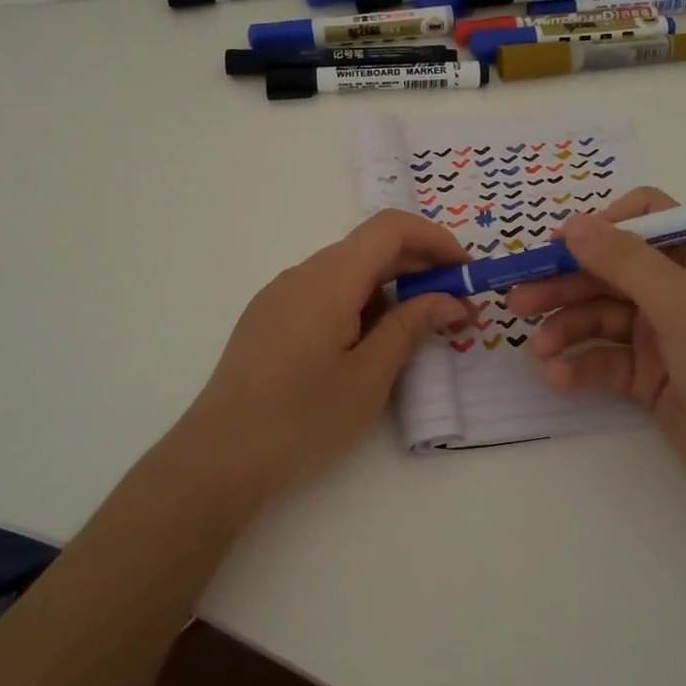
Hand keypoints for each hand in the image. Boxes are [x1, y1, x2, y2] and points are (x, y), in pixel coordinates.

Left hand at [173, 210, 470, 504]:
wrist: (220, 457)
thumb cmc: (303, 417)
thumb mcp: (369, 376)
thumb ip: (411, 327)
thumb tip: (449, 301)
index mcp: (329, 278)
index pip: (390, 229)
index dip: (434, 240)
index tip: (465, 272)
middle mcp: (301, 274)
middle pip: (368, 248)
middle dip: (417, 268)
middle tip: (454, 308)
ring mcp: (279, 295)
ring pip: (345, 272)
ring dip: (388, 289)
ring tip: (414, 333)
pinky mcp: (267, 319)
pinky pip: (322, 293)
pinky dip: (358, 304)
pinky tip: (367, 345)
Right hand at [508, 188, 685, 512]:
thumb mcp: (683, 304)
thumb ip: (625, 261)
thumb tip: (573, 223)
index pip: (643, 220)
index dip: (599, 228)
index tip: (556, 246)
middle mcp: (678, 290)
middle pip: (609, 272)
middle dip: (564, 284)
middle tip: (518, 301)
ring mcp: (662, 335)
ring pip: (599, 317)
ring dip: (565, 328)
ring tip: (537, 349)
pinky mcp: (649, 377)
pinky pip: (605, 360)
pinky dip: (580, 366)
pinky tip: (557, 377)